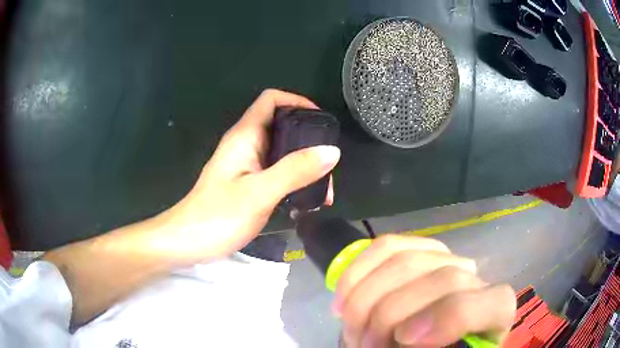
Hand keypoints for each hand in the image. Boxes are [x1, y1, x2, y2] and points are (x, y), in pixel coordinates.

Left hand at [160, 89, 340, 263]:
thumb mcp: (259, 193)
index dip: (297, 102)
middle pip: (282, 126)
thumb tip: (332, 151)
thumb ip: (295, 171)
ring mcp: (246, 166)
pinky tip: (305, 202)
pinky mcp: (248, 184)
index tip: (321, 123)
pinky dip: (294, 182)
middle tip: (328, 168)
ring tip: (323, 192)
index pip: (271, 100)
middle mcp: (246, 145)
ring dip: (304, 166)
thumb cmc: (216, 217)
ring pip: (282, 153)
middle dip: (309, 142)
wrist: (187, 242)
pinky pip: (277, 173)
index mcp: (245, 136)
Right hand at [333, 235, 515, 347]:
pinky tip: (342, 296)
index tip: (404, 340)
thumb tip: (398, 343)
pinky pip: (387, 247)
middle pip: (443, 279)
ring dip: (366, 299)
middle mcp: (475, 278)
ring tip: (350, 326)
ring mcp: (446, 258)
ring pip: (407, 261)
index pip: (488, 303)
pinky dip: (358, 271)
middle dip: (389, 315)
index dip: (447, 318)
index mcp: (494, 311)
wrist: (429, 337)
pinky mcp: (418, 249)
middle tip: (364, 345)